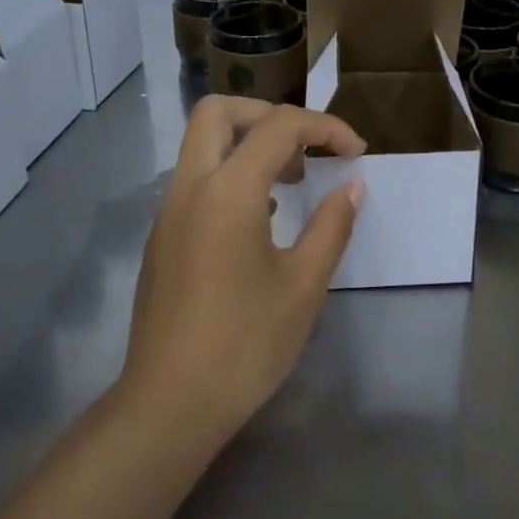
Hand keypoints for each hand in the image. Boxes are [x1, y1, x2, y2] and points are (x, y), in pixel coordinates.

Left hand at [120, 97, 366, 446]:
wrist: (169, 406)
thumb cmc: (245, 344)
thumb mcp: (303, 285)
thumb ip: (332, 226)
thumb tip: (352, 187)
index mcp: (228, 190)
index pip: (279, 126)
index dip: (325, 128)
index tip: (356, 153)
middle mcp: (190, 187)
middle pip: (219, 112)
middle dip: (269, 115)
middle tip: (306, 148)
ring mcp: (169, 212)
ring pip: (202, 144)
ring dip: (248, 144)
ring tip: (293, 181)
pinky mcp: (162, 238)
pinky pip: (196, 180)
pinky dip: (231, 175)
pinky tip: (263, 218)